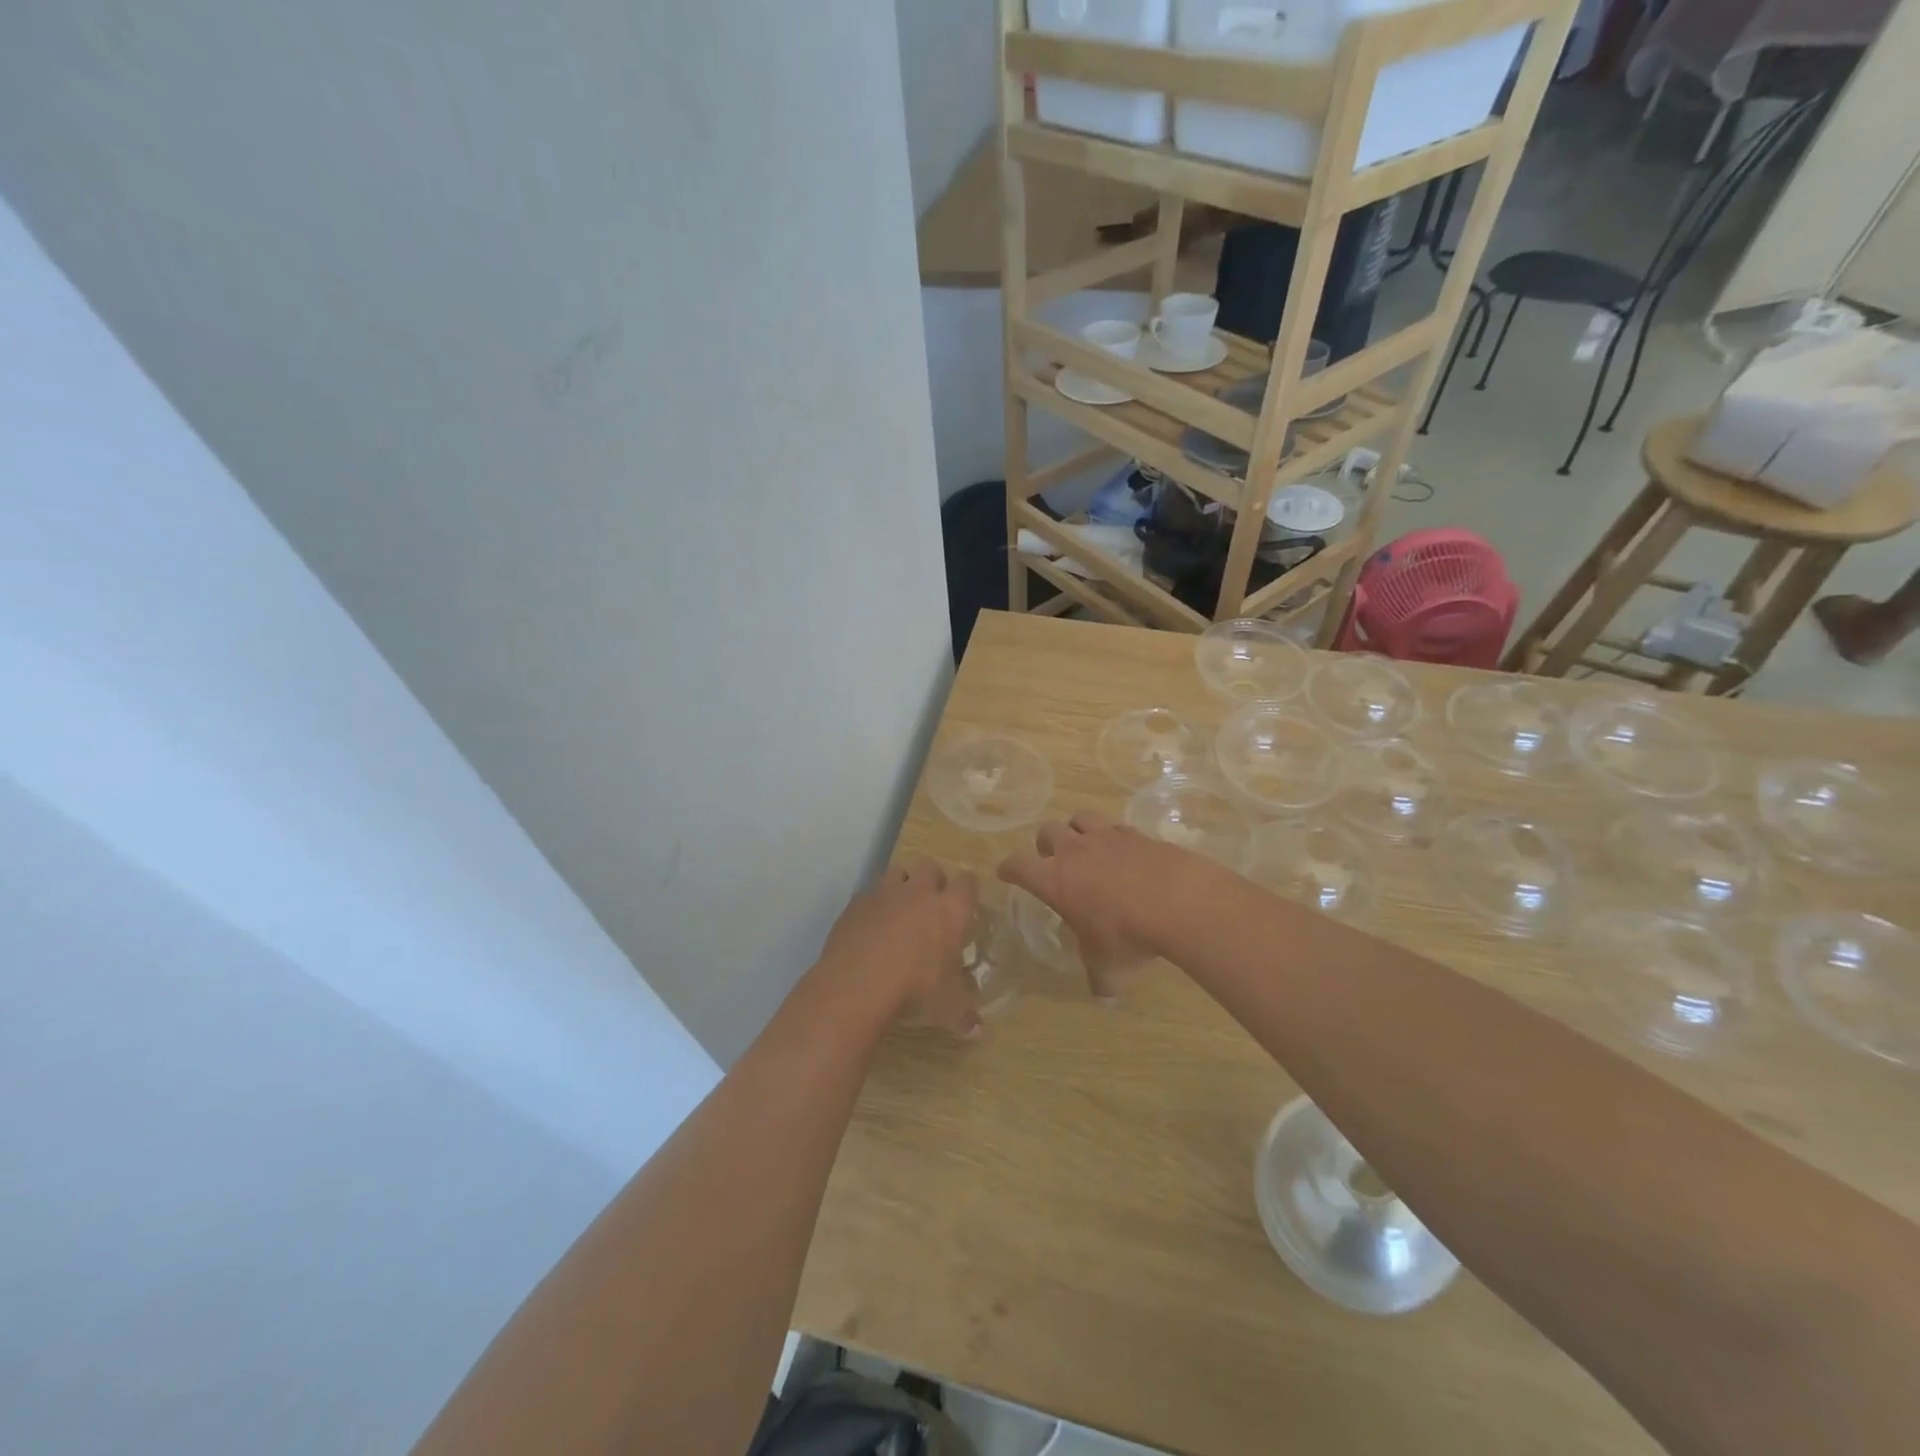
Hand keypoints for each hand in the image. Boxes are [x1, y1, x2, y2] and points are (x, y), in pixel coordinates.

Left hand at [818, 860, 981, 1035]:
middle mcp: (919, 892)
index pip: (968, 884)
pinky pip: (868, 894)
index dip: (967, 891)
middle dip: (933, 881)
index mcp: (950, 910)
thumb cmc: (914, 990)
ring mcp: (884, 893)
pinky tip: (869, 928)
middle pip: (931, 868)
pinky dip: (872, 905)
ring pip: (897, 872)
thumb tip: (977, 1030)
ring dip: (901, 886)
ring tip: (899, 911)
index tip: (965, 905)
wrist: (857, 985)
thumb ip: (964, 1015)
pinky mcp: (855, 903)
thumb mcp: (947, 1008)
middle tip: (931, 906)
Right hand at [998, 811, 1226, 1001]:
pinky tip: (1125, 852)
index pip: (1018, 866)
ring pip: (1080, 817)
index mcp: (1054, 879)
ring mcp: (1106, 837)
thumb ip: (1100, 978)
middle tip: (1052, 860)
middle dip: (1045, 844)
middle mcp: (1074, 851)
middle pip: (1047, 831)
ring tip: (1085, 845)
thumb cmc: (1126, 935)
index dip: (1009, 869)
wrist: (1177, 902)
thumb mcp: (1108, 966)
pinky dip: (1115, 837)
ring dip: (1077, 829)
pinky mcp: (1137, 834)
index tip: (1006, 873)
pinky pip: (1117, 827)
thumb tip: (1103, 996)